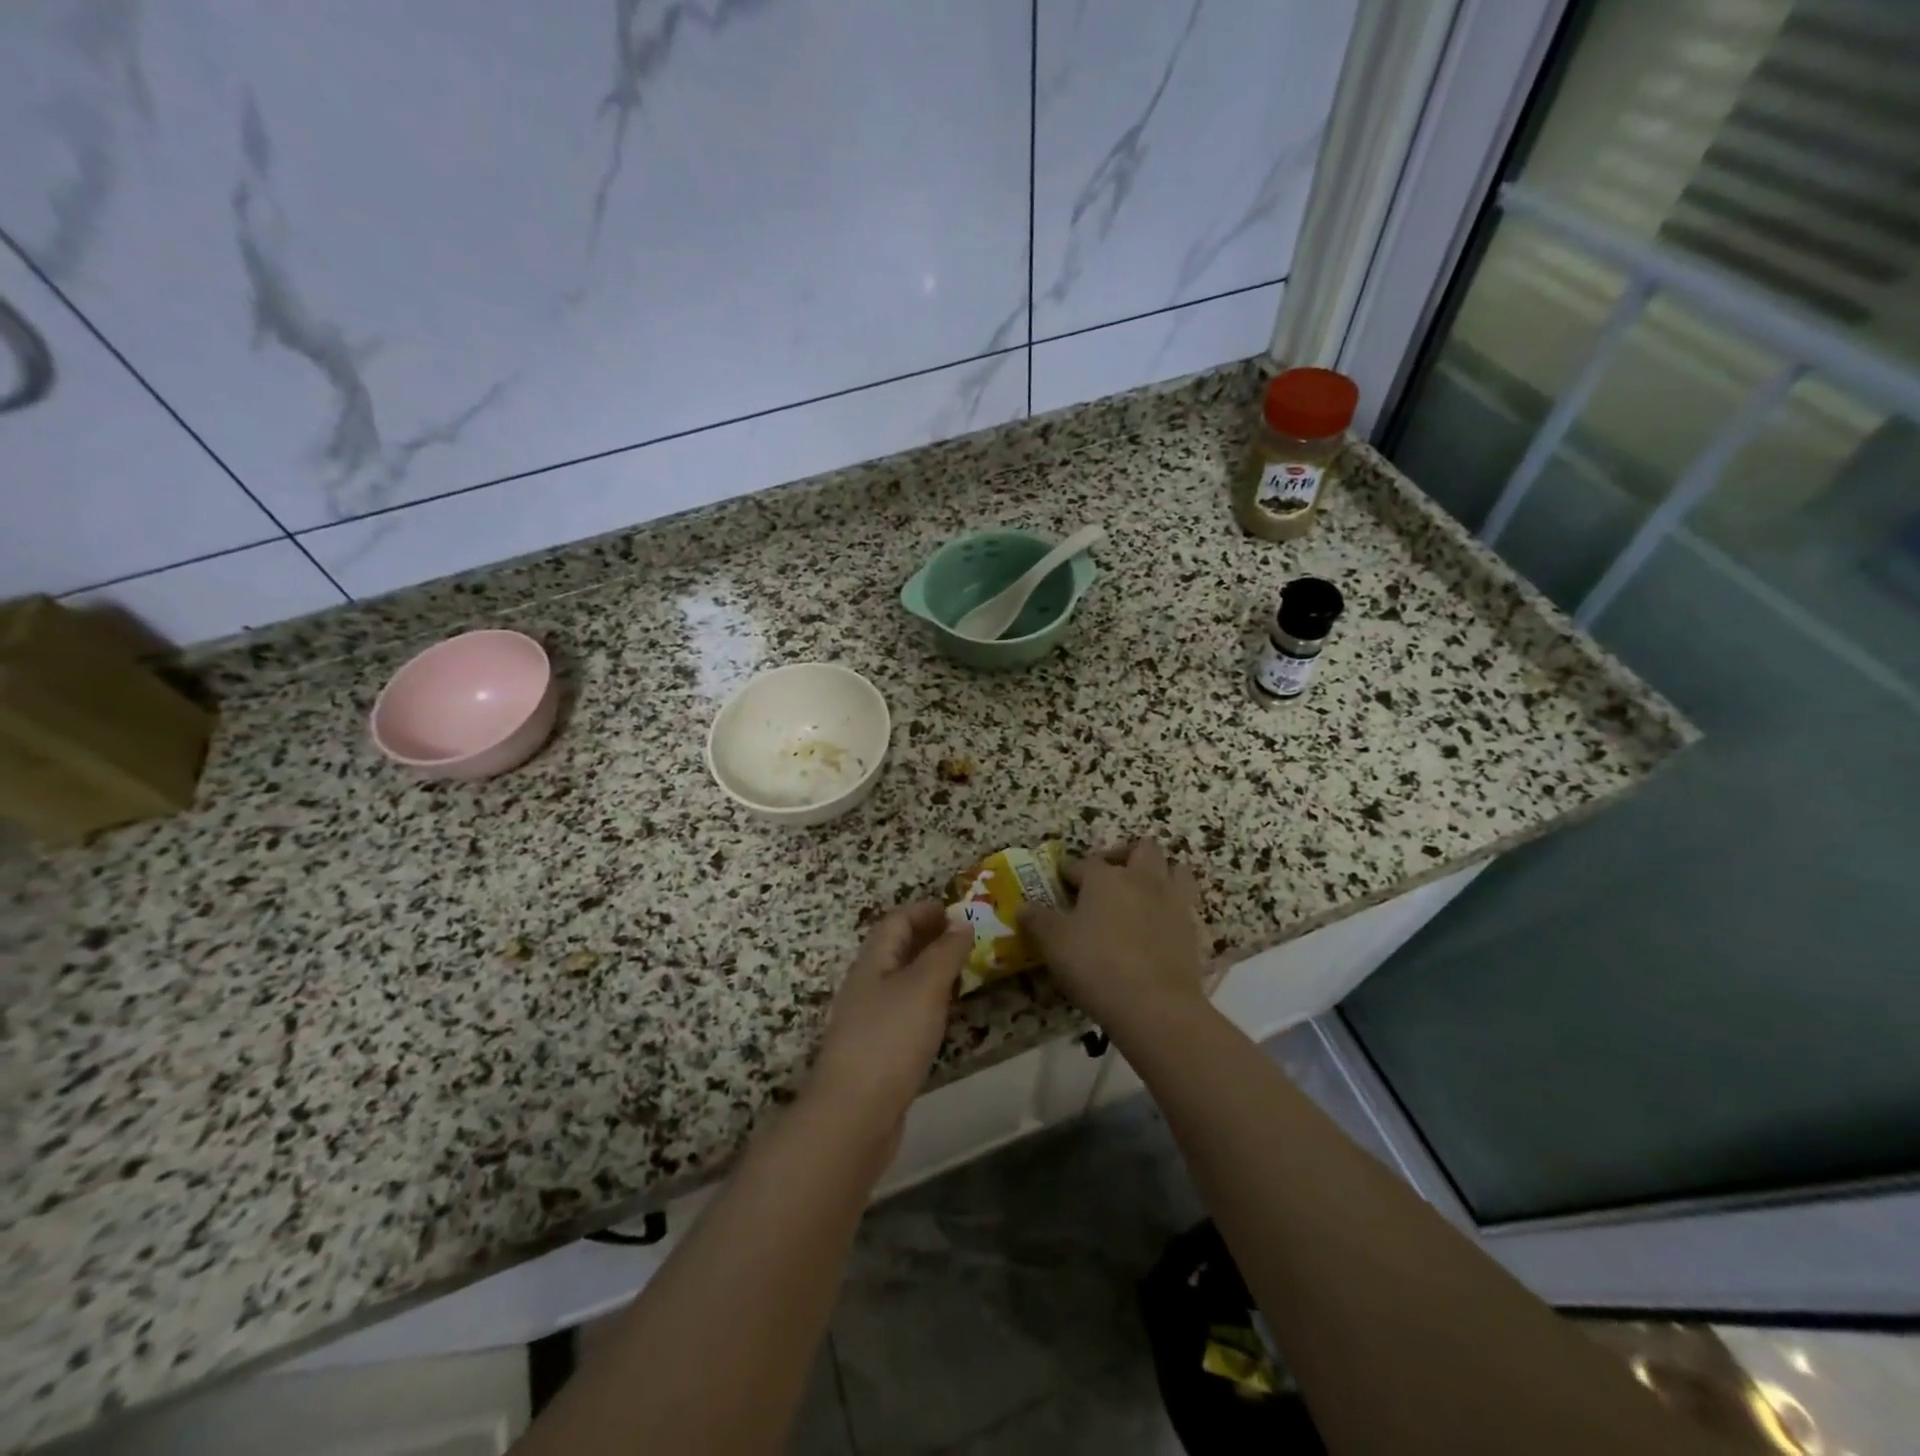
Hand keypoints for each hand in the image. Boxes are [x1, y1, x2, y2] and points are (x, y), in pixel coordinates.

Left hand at [810, 902, 969, 1125]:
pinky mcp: (879, 1051)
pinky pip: (906, 1011)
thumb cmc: (890, 1039)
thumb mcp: (924, 987)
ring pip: (902, 981)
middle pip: (897, 949)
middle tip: (969, 939)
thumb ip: (945, 953)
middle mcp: (867, 985)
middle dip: (930, 938)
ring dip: (931, 970)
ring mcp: (870, 1019)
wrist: (855, 1115)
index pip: (896, 921)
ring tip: (965, 971)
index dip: (924, 911)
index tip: (958, 911)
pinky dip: (928, 1002)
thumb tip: (962, 922)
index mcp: (873, 962)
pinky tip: (946, 1014)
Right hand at [1021, 839, 1206, 1033]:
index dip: (1070, 871)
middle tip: (1109, 876)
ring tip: (1143, 892)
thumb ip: (1037, 920)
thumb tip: (1023, 908)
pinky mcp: (1193, 929)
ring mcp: (1172, 902)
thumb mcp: (1053, 942)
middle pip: (1142, 849)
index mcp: (1105, 877)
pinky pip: (1186, 904)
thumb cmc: (1095, 964)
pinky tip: (1159, 924)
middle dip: (1124, 855)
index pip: (1084, 863)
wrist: (1154, 1004)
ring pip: (1175, 869)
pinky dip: (1173, 907)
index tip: (1061, 881)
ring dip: (1160, 872)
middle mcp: (1142, 880)